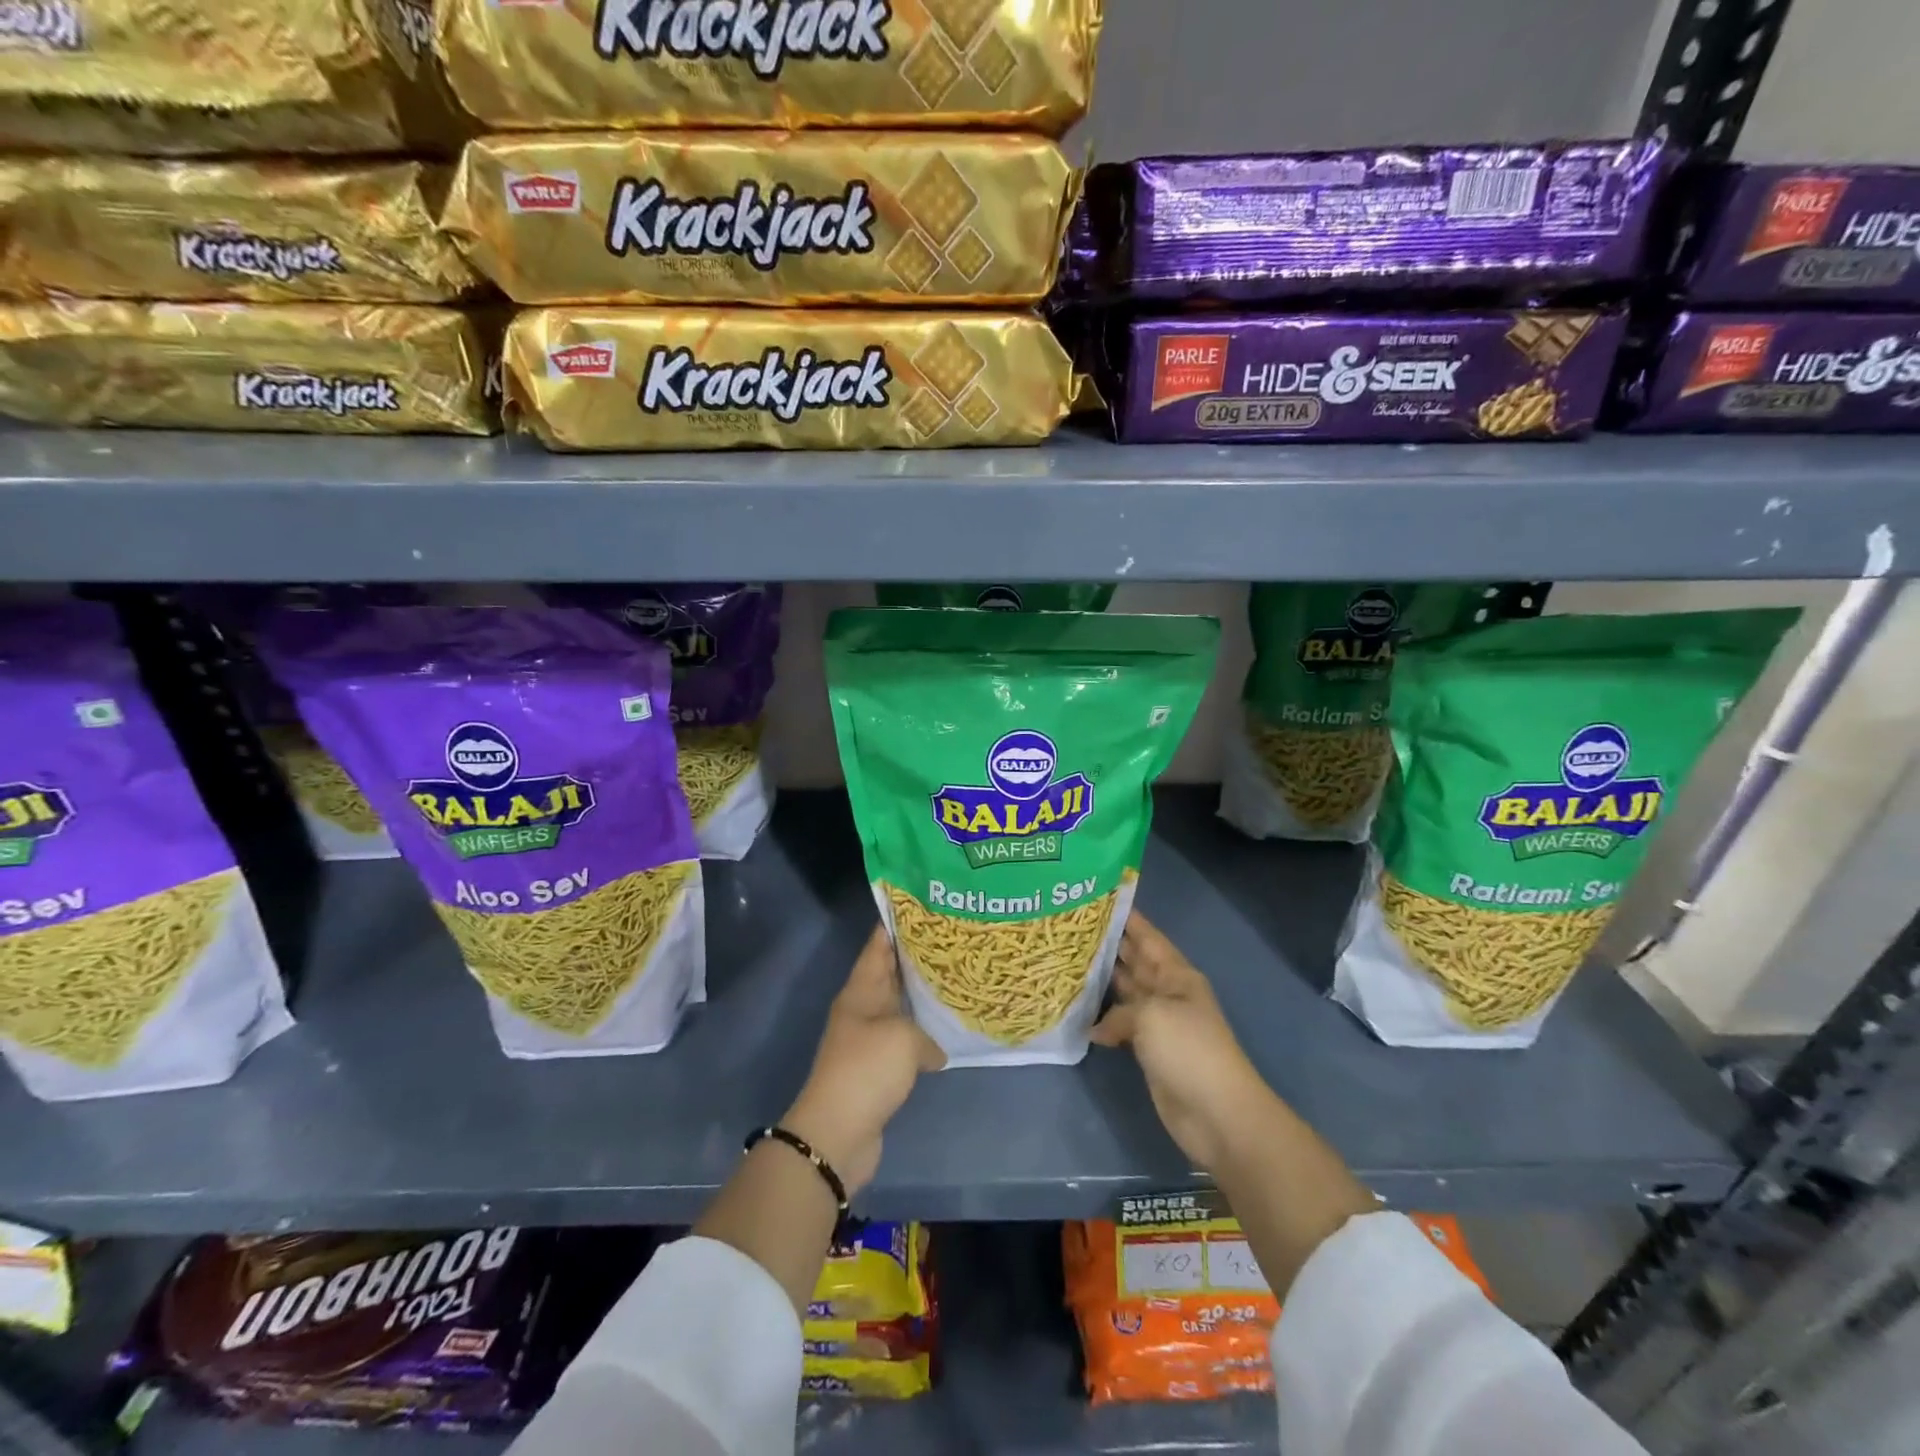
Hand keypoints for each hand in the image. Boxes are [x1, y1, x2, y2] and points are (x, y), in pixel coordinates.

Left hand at [783, 925, 945, 1195]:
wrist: (837, 1133)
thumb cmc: (867, 1070)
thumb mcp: (903, 1039)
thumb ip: (926, 1035)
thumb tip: (933, 1050)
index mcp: (861, 990)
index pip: (878, 945)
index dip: (897, 924)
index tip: (923, 906)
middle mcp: (863, 1009)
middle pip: (890, 973)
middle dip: (916, 957)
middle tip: (952, 940)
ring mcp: (869, 1039)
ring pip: (899, 1007)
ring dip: (921, 998)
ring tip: (956, 980)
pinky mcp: (878, 1069)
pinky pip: (904, 1040)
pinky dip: (923, 1035)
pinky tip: (947, 1032)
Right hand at [1091, 910, 1276, 1174]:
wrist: (1217, 1113)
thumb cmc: (1189, 1049)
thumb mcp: (1151, 1015)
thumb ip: (1119, 1011)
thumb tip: (1098, 1027)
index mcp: (1176, 974)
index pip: (1147, 936)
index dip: (1127, 917)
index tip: (1098, 898)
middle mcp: (1167, 992)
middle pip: (1134, 961)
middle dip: (1108, 945)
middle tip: (1070, 929)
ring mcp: (1159, 1023)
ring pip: (1125, 993)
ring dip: (1101, 981)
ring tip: (1066, 963)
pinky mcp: (1150, 1051)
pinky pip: (1121, 1025)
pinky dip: (1102, 1020)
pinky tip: (1077, 1015)